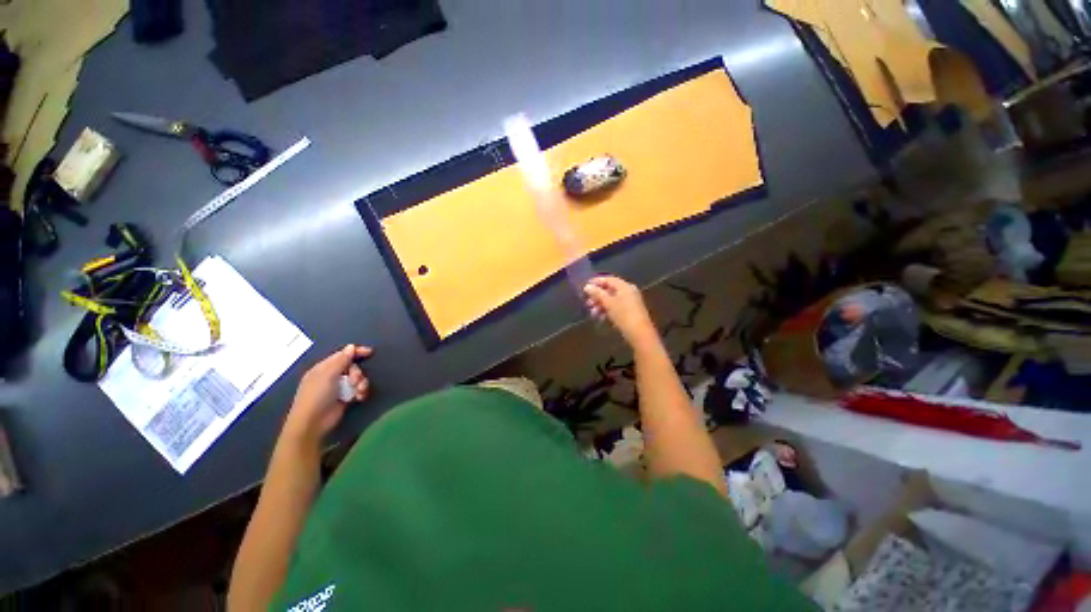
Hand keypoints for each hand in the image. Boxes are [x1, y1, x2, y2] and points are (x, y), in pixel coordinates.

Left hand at [283, 344, 371, 446]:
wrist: (313, 423)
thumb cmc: (317, 396)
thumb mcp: (328, 375)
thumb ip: (341, 360)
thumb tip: (351, 347)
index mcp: (323, 368)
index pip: (342, 355)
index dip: (356, 352)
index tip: (370, 352)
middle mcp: (331, 376)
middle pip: (352, 367)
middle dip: (357, 373)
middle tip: (355, 381)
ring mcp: (339, 387)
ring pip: (357, 378)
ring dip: (361, 383)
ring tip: (359, 392)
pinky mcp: (346, 398)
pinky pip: (358, 389)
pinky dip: (361, 392)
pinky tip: (360, 397)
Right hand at [584, 276, 656, 345]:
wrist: (639, 333)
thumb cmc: (623, 315)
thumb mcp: (608, 303)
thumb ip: (597, 293)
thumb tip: (587, 286)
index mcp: (625, 286)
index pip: (609, 279)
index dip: (596, 282)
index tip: (585, 287)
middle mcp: (629, 292)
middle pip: (610, 290)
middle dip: (597, 296)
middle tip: (588, 303)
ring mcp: (630, 302)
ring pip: (612, 300)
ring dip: (601, 305)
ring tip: (593, 313)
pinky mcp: (630, 312)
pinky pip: (616, 308)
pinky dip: (608, 311)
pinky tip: (601, 318)